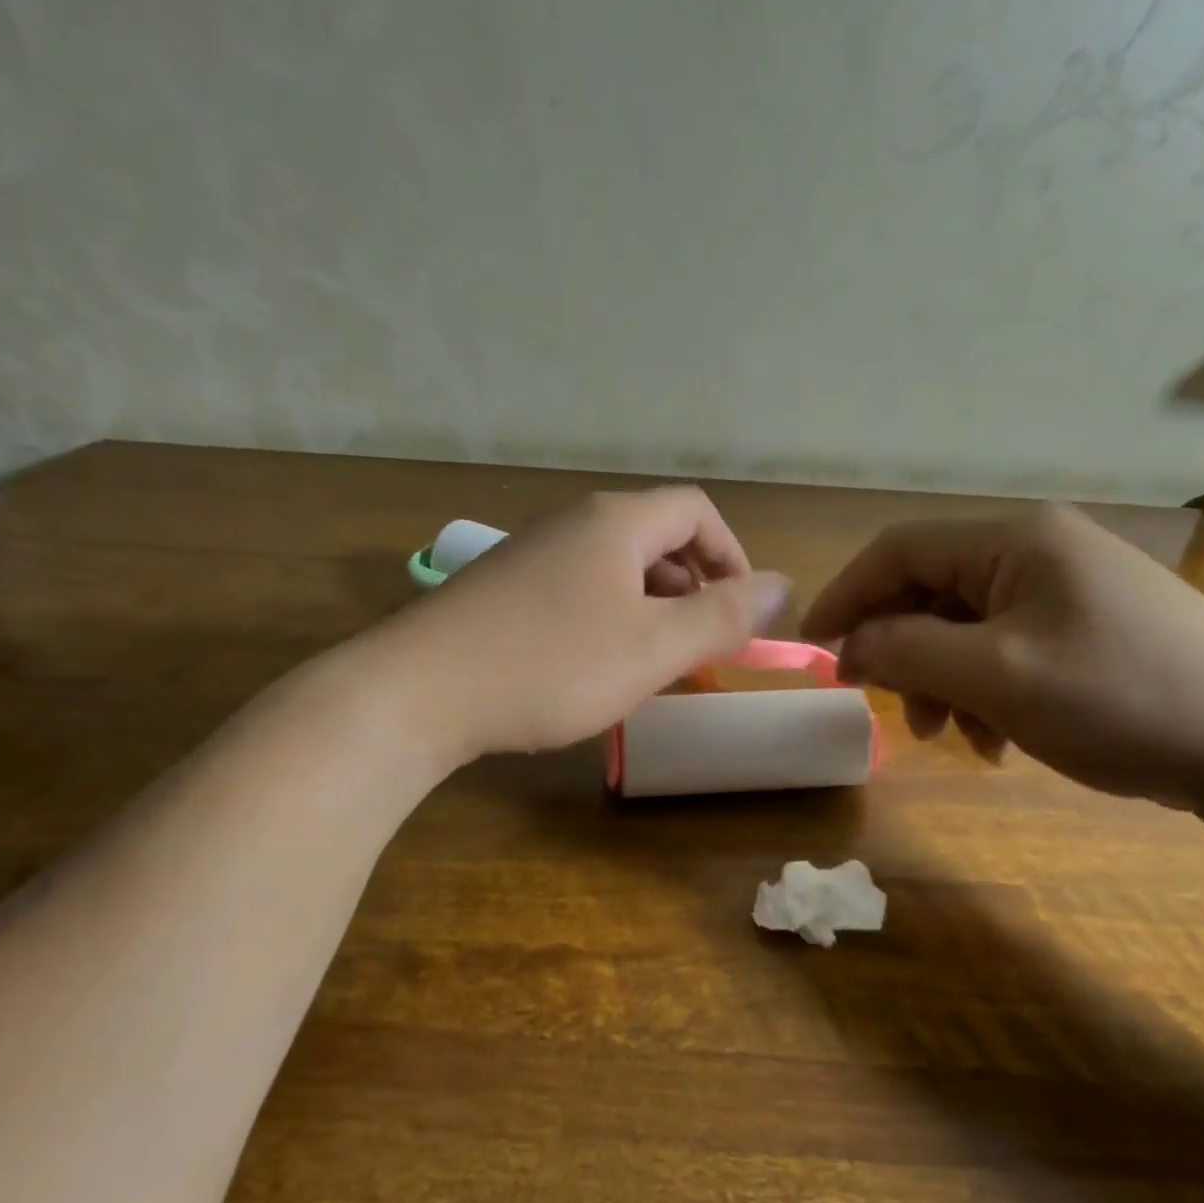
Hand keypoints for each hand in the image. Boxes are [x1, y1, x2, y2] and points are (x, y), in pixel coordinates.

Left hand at [382, 487, 789, 762]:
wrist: (419, 692)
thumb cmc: (551, 666)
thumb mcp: (653, 647)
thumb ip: (724, 616)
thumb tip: (784, 585)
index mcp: (616, 522)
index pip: (697, 511)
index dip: (731, 556)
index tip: (738, 613)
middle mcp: (573, 523)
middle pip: (657, 537)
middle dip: (692, 588)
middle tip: (696, 647)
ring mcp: (532, 554)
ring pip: (616, 568)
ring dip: (650, 609)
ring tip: (649, 663)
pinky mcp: (503, 589)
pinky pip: (577, 590)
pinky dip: (606, 620)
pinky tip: (591, 667)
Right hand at [799, 505, 1203, 808]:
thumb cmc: (1122, 698)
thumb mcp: (997, 677)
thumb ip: (907, 651)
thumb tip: (849, 644)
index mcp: (1015, 540)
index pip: (900, 550)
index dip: (847, 596)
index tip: (814, 649)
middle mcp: (1038, 551)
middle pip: (931, 591)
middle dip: (901, 651)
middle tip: (889, 707)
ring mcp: (1067, 591)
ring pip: (965, 628)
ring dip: (941, 681)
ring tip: (954, 736)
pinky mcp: (1088, 631)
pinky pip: (1006, 651)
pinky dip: (984, 693)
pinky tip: (1000, 739)